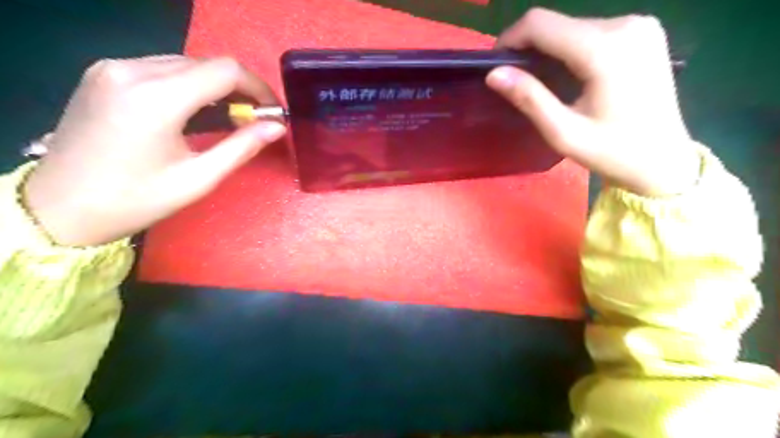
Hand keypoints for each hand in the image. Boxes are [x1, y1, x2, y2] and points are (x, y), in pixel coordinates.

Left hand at [22, 55, 285, 245]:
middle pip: (206, 64)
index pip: (225, 71)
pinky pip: (161, 68)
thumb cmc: (135, 200)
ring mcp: (113, 68)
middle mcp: (131, 70)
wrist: (59, 208)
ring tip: (228, 118)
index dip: (258, 88)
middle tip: (254, 120)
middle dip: (239, 89)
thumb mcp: (198, 179)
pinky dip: (189, 85)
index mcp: (156, 98)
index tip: (272, 112)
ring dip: (215, 87)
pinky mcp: (104, 74)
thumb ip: (242, 147)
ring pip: (185, 64)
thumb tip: (277, 127)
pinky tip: (195, 111)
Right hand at [486, 8, 701, 196]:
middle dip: (529, 46)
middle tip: (516, 79)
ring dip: (549, 48)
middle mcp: (625, 24)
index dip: (510, 38)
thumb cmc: (612, 152)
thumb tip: (493, 74)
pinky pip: (592, 30)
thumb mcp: (563, 132)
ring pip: (573, 25)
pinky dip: (570, 47)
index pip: (540, 24)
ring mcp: (639, 25)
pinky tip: (568, 73)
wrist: (663, 159)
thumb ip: (529, 98)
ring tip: (540, 80)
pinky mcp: (644, 31)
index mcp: (605, 49)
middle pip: (557, 22)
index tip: (496, 64)